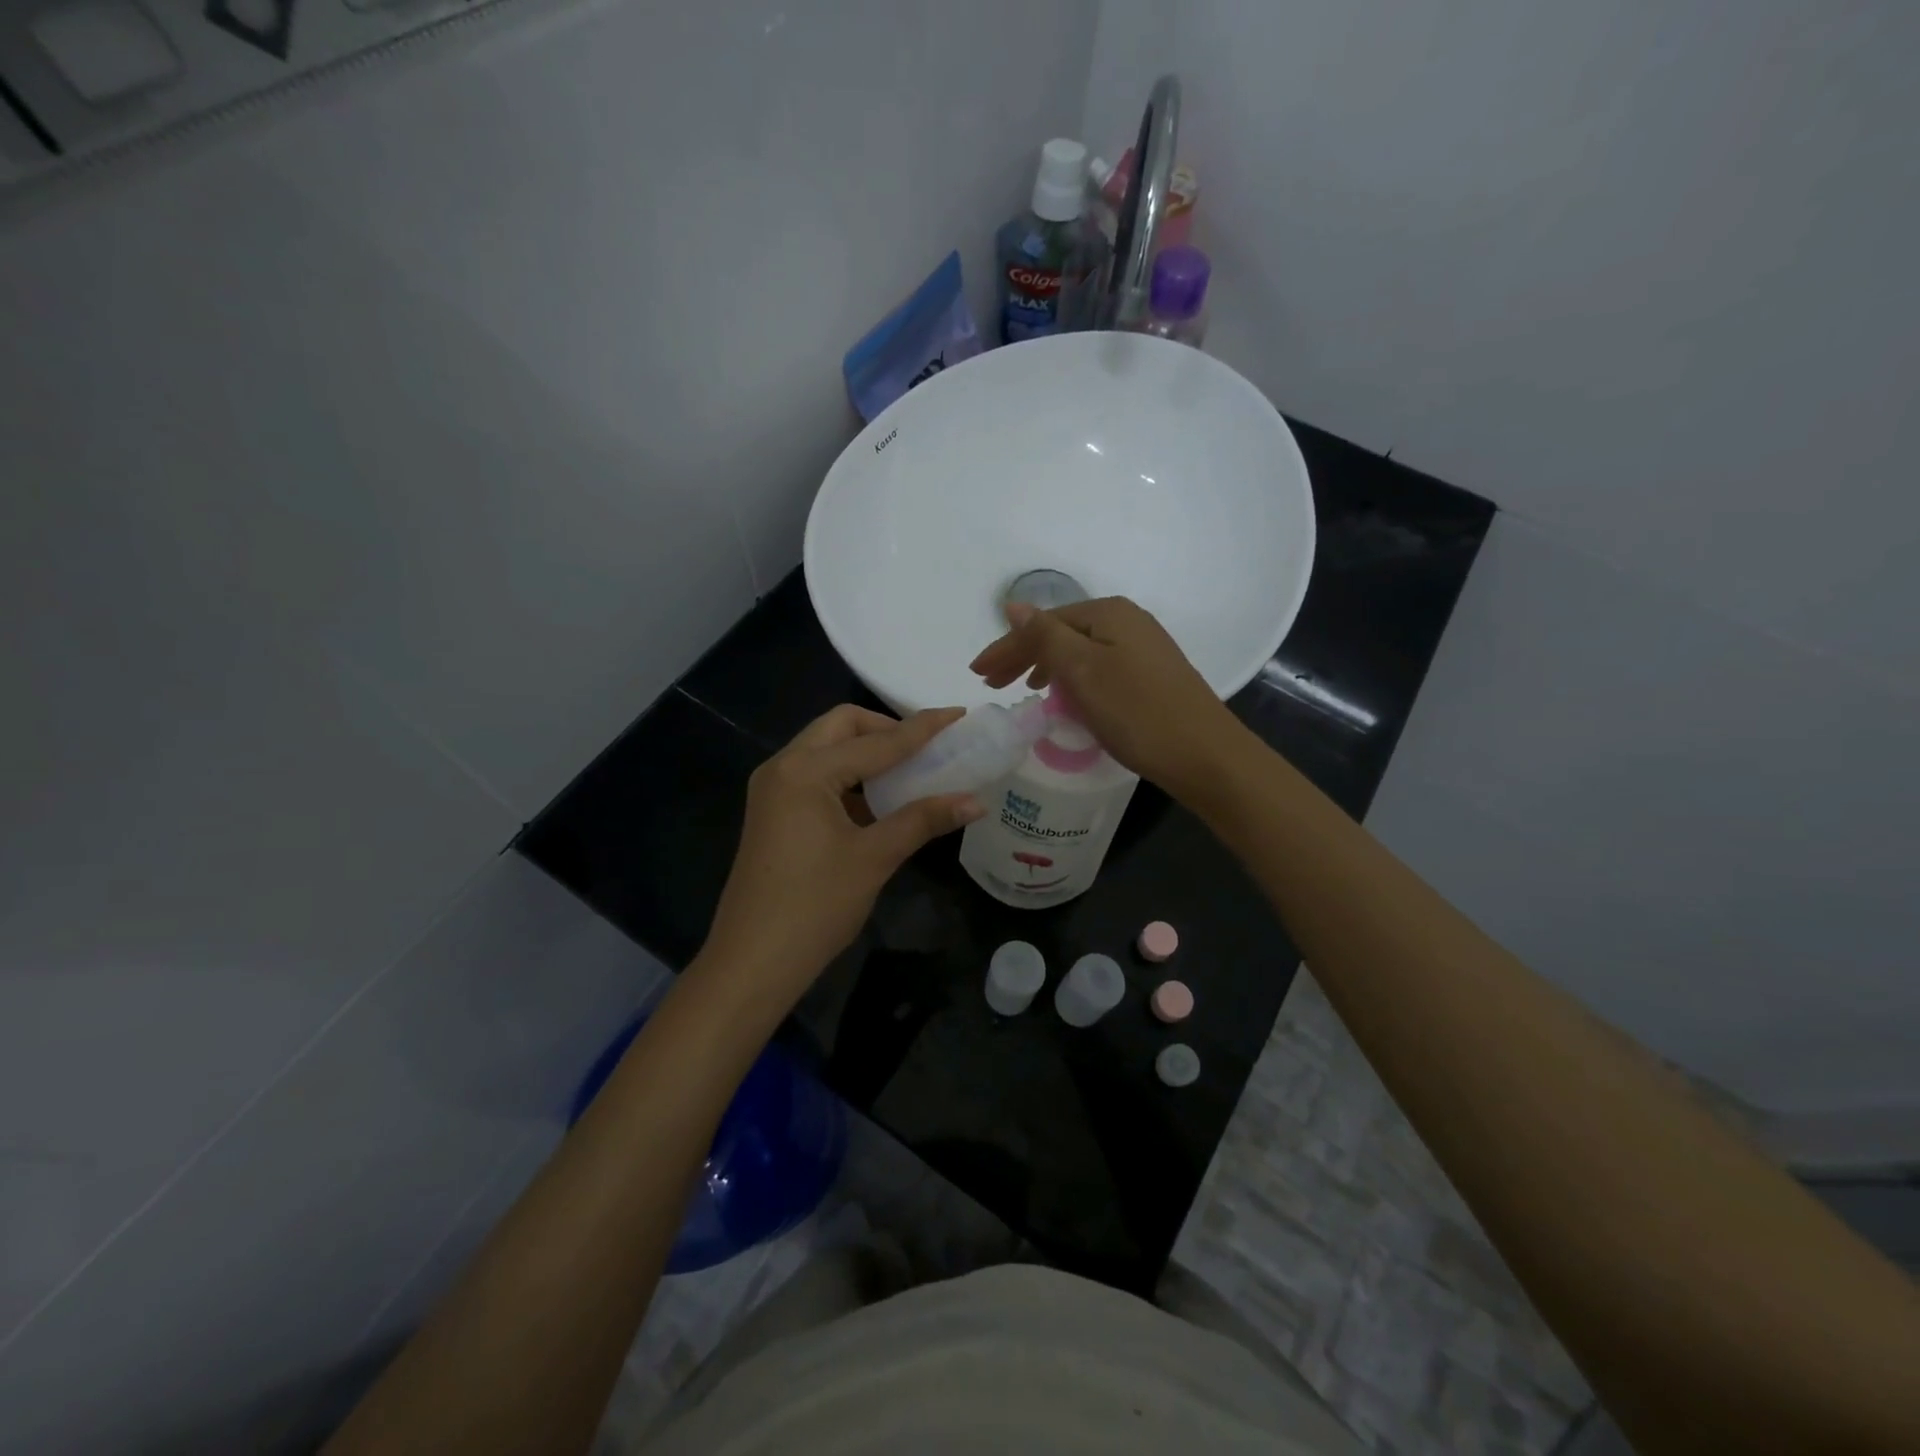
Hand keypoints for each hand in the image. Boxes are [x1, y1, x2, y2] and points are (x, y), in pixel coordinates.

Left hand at [700, 705, 984, 1007]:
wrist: (753, 962)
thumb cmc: (815, 906)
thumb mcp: (874, 858)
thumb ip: (923, 820)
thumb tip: (975, 801)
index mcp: (804, 771)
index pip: (876, 741)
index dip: (921, 729)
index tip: (958, 714)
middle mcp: (783, 767)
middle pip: (841, 727)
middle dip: (886, 730)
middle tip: (926, 749)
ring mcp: (773, 789)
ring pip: (827, 749)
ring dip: (866, 752)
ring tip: (909, 771)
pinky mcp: (773, 811)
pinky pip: (816, 775)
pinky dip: (849, 777)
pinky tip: (877, 801)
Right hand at [970, 597, 1243, 799]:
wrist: (1204, 755)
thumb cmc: (1136, 711)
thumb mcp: (1082, 671)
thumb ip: (1045, 636)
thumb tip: (1014, 605)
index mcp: (1108, 613)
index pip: (1043, 624)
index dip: (1006, 647)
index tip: (977, 674)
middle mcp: (1127, 621)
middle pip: (1061, 634)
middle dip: (1023, 656)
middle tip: (991, 684)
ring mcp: (1143, 648)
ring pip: (1079, 652)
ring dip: (1046, 668)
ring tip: (1024, 689)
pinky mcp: (1151, 676)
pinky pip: (1097, 669)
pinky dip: (1073, 681)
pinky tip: (1066, 698)